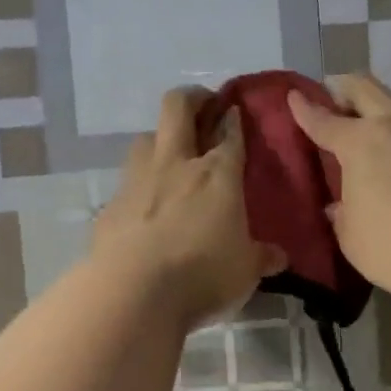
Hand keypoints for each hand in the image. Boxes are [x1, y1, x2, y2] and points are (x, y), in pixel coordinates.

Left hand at [93, 88, 287, 330]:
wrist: (133, 291)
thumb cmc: (202, 274)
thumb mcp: (245, 271)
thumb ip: (261, 257)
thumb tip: (278, 256)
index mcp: (217, 174)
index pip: (230, 133)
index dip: (235, 118)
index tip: (236, 111)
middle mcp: (176, 164)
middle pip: (178, 107)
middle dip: (193, 99)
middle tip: (204, 108)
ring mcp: (138, 180)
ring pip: (146, 137)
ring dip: (161, 138)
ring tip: (172, 155)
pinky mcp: (111, 205)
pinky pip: (127, 181)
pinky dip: (139, 183)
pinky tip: (145, 205)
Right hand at [287, 74, 390, 308]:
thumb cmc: (389, 245)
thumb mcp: (348, 232)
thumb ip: (341, 210)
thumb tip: (340, 204)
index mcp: (359, 141)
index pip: (323, 120)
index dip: (303, 109)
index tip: (292, 98)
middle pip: (364, 88)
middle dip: (344, 90)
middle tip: (333, 104)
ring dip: (385, 107)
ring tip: (378, 127)